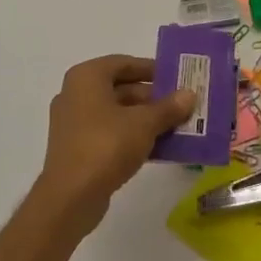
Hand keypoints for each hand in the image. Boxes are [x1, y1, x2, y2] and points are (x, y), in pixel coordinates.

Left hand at [35, 55, 194, 235]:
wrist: (70, 198)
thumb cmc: (106, 145)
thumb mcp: (144, 123)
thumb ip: (168, 107)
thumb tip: (189, 94)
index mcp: (87, 77)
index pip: (124, 63)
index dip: (151, 69)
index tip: (175, 77)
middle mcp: (75, 94)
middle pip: (120, 88)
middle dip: (152, 97)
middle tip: (180, 105)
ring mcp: (73, 123)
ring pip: (116, 113)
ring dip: (144, 118)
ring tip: (175, 126)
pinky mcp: (76, 148)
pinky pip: (108, 133)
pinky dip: (131, 136)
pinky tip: (157, 147)